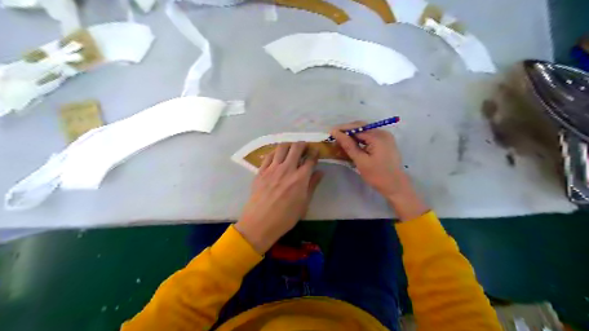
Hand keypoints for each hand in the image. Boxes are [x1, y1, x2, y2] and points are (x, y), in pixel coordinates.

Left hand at [236, 142, 323, 253]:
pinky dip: (276, 152)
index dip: (315, 152)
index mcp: (300, 178)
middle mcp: (287, 169)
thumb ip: (312, 185)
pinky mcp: (261, 171)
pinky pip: (269, 155)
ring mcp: (272, 168)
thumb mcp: (304, 204)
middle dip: (303, 144)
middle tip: (305, 147)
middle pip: (296, 148)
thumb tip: (320, 172)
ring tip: (291, 149)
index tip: (316, 151)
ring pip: (282, 147)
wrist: (260, 223)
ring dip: (289, 145)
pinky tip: (277, 156)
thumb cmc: (286, 217)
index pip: (310, 159)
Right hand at [331, 120, 428, 220]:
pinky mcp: (386, 142)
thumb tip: (336, 133)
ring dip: (354, 135)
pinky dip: (361, 139)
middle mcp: (383, 133)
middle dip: (348, 131)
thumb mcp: (361, 161)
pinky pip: (371, 136)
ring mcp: (386, 137)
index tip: (331, 132)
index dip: (343, 129)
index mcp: (378, 137)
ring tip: (342, 140)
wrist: (396, 186)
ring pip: (366, 131)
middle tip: (335, 137)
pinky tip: (353, 144)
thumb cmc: (377, 175)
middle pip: (362, 127)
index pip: (357, 128)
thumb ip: (348, 145)